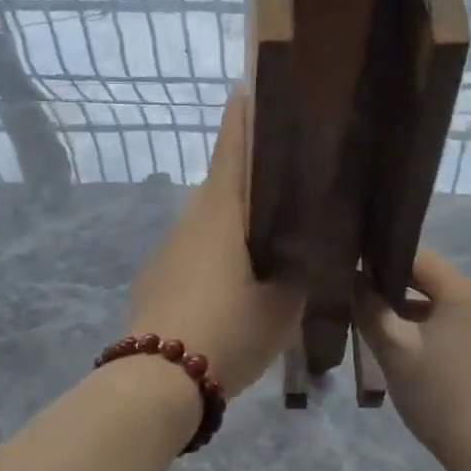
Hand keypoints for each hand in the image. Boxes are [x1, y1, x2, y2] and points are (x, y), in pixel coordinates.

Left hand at [129, 91, 302, 397]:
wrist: (158, 381)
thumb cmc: (230, 329)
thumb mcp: (283, 302)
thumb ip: (302, 269)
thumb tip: (314, 249)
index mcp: (220, 213)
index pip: (232, 150)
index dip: (243, 119)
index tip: (249, 89)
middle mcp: (189, 222)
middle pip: (223, 186)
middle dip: (250, 178)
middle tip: (286, 182)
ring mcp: (167, 251)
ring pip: (209, 224)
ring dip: (235, 223)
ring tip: (268, 242)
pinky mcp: (156, 280)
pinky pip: (194, 254)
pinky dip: (217, 255)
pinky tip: (233, 284)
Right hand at [352, 251, 470, 470]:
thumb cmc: (445, 399)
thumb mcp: (396, 354)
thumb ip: (371, 311)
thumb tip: (356, 281)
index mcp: (468, 290)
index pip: (418, 258)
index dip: (384, 265)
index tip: (359, 284)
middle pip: (440, 285)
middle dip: (405, 300)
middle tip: (377, 327)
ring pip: (459, 310)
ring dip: (430, 322)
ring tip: (405, 353)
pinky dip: (455, 339)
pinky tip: (439, 372)